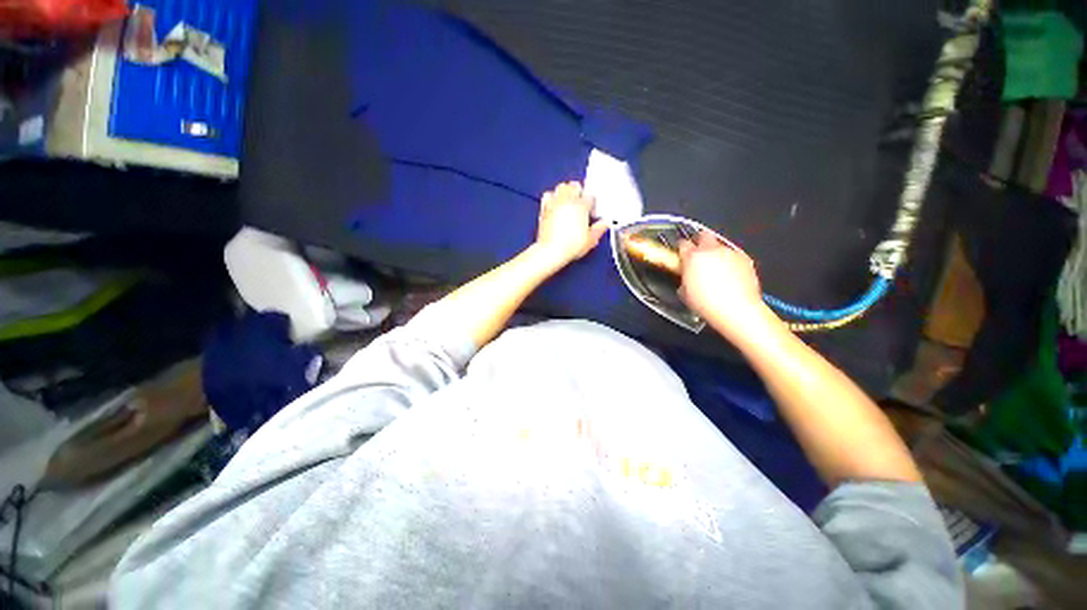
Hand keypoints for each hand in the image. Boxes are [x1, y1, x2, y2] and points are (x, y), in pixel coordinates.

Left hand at [534, 181, 609, 266]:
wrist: (551, 251)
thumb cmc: (569, 246)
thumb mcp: (590, 239)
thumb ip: (599, 229)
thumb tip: (605, 223)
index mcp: (581, 206)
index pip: (590, 196)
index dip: (593, 203)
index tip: (592, 212)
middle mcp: (567, 201)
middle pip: (575, 185)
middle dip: (580, 191)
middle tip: (582, 202)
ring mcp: (555, 203)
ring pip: (561, 187)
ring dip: (566, 191)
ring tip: (569, 200)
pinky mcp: (544, 209)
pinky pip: (548, 195)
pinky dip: (552, 197)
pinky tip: (555, 204)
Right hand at [678, 231, 769, 337]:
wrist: (736, 309)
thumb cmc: (706, 303)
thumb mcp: (684, 292)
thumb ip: (684, 277)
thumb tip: (687, 277)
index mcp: (693, 257)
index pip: (683, 244)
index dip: (682, 249)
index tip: (682, 254)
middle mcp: (712, 250)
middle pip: (704, 235)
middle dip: (700, 242)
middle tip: (698, 254)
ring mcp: (730, 253)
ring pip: (721, 246)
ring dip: (716, 254)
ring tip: (716, 270)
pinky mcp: (746, 259)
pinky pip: (735, 256)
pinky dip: (730, 262)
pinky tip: (730, 276)